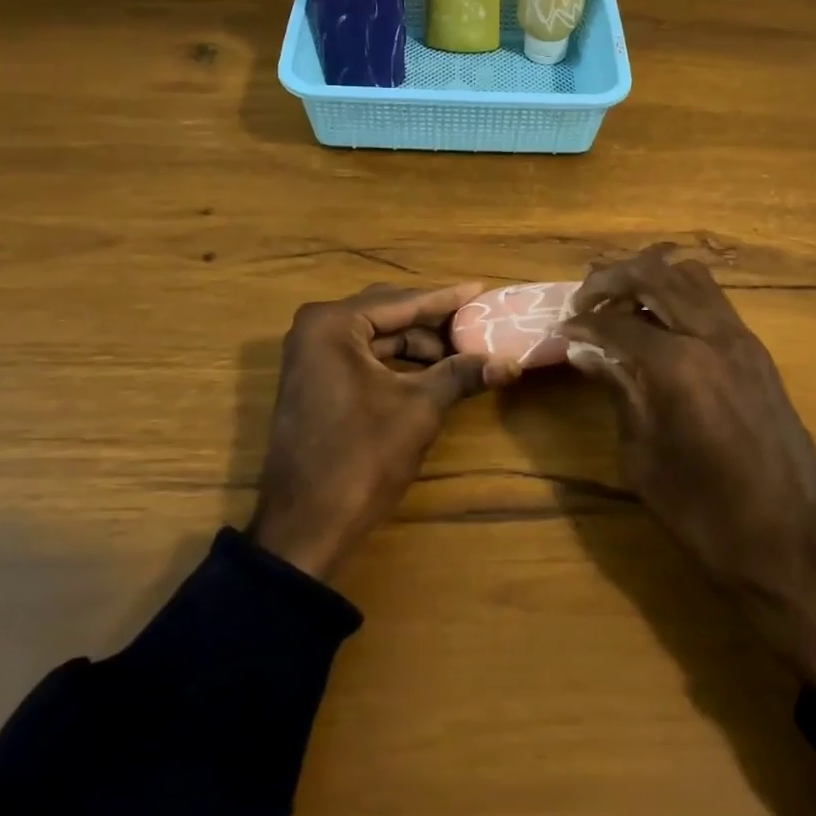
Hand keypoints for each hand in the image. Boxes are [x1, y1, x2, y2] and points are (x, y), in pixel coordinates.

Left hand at [247, 281, 515, 581]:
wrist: (304, 526)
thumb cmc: (361, 458)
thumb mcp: (418, 409)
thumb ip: (461, 375)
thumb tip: (511, 362)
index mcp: (332, 324)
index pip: (402, 301)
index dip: (447, 299)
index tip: (482, 289)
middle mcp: (315, 328)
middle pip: (388, 312)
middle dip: (434, 320)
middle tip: (477, 320)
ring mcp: (310, 355)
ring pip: (376, 335)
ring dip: (417, 343)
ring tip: (462, 351)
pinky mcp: (314, 380)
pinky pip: (363, 356)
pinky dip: (398, 361)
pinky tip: (431, 369)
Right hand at [564, 246, 815, 687]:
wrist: (794, 547)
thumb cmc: (706, 515)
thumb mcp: (643, 458)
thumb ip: (617, 391)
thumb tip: (584, 352)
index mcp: (679, 366)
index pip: (618, 322)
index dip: (583, 322)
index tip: (561, 329)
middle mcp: (713, 336)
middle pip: (655, 274)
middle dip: (611, 277)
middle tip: (584, 298)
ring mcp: (742, 339)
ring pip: (690, 275)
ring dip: (649, 276)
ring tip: (621, 301)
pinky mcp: (758, 352)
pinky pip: (713, 299)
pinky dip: (679, 293)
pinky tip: (660, 323)